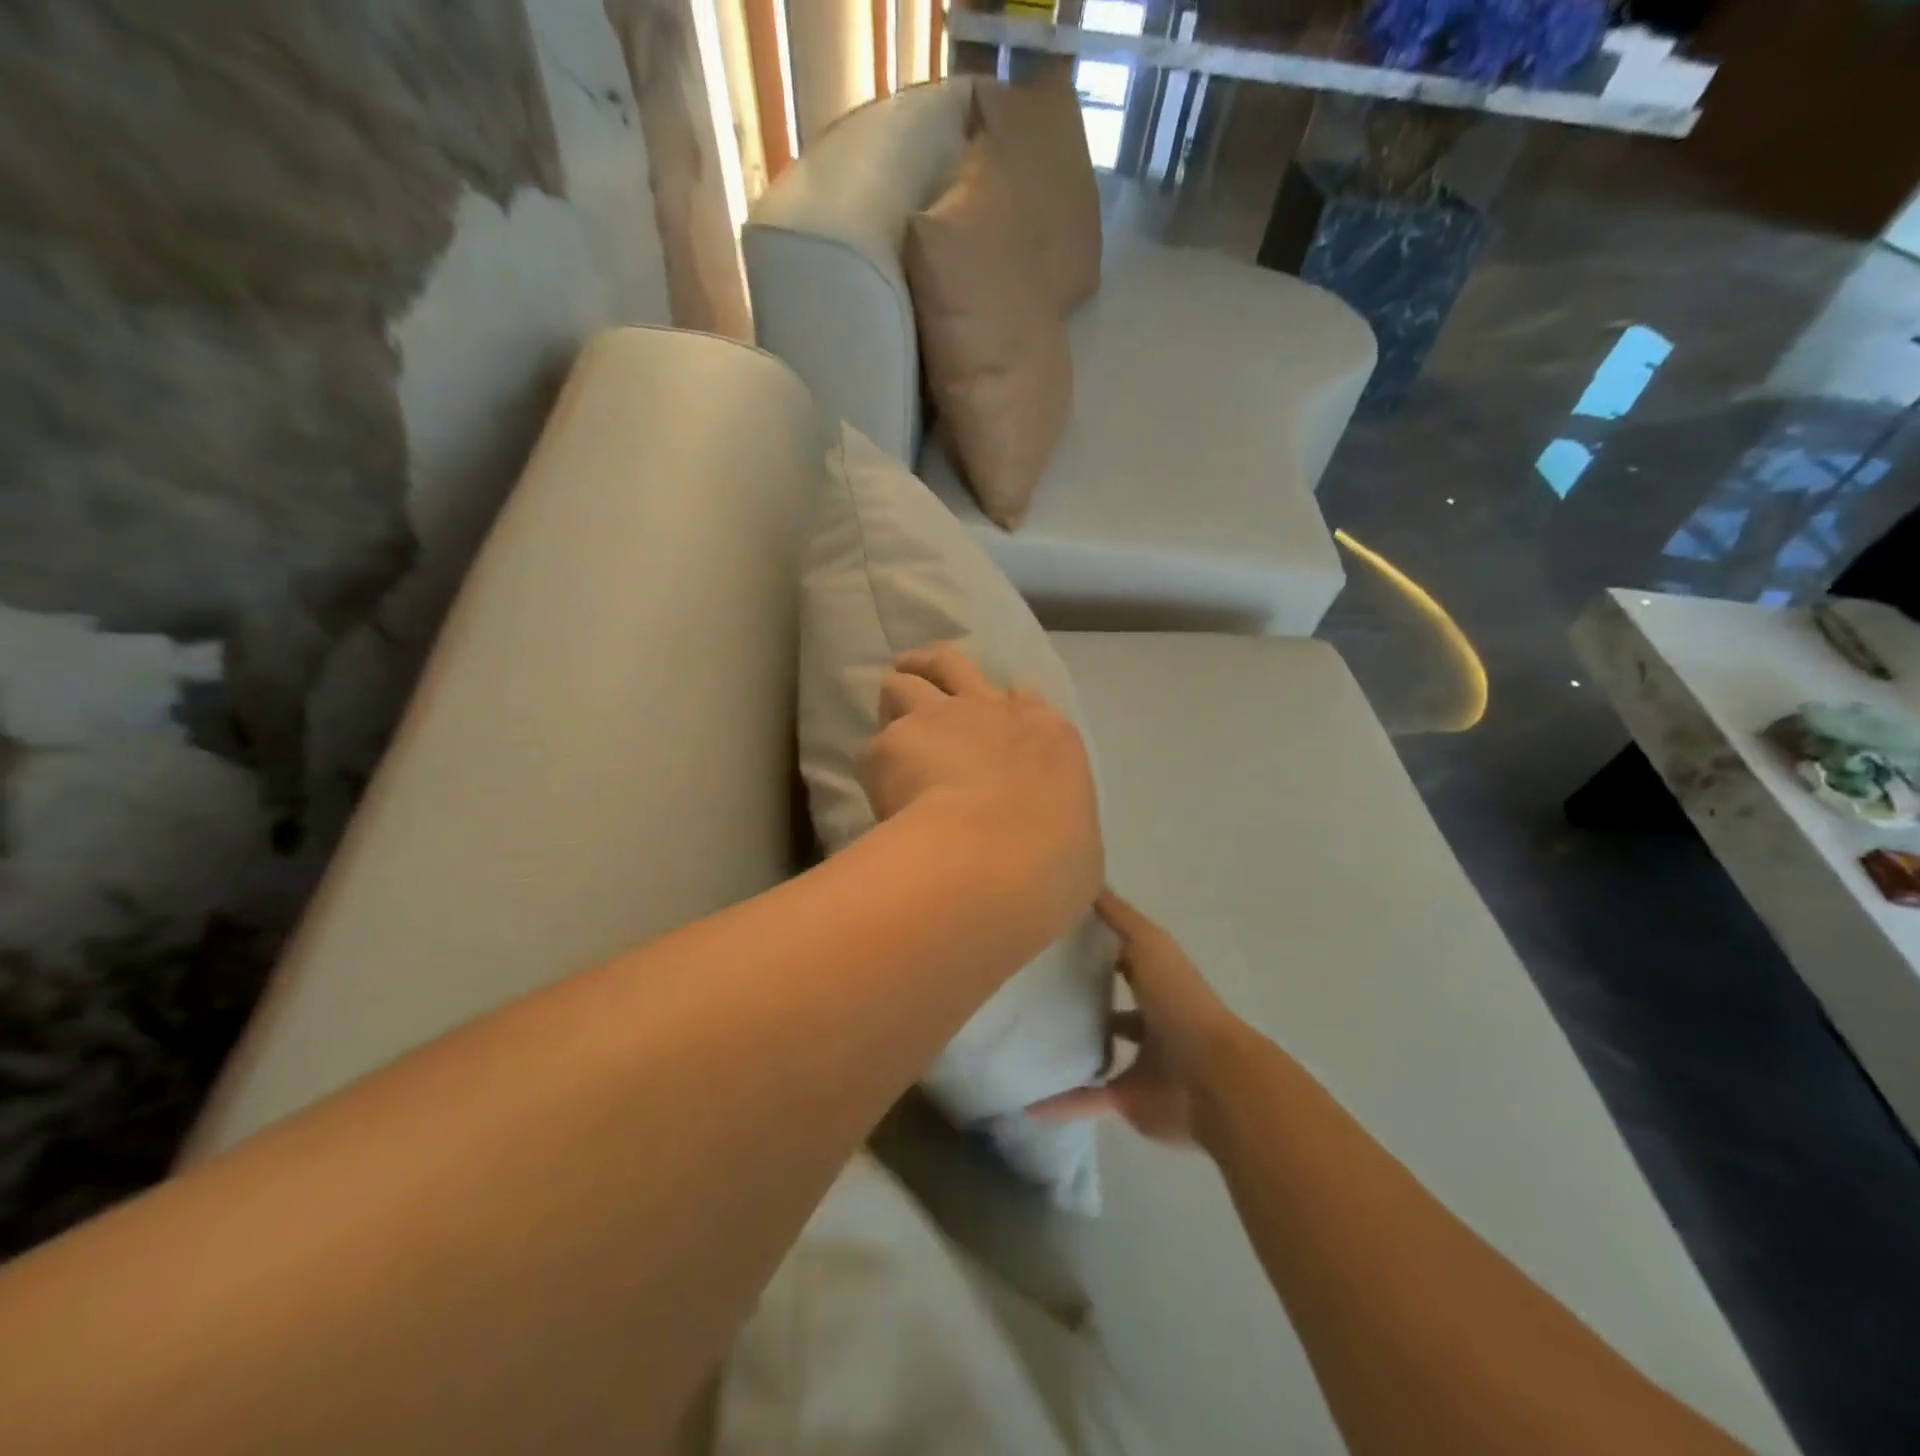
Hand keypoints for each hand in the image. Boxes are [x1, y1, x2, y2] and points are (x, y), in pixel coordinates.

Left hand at [857, 643, 1102, 930]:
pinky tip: (876, 797)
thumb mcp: (1078, 844)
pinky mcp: (890, 744)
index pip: (1020, 698)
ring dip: (893, 704)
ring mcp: (937, 719)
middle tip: (916, 681)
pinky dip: (874, 771)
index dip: (998, 707)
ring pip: (902, 684)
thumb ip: (1058, 824)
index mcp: (1046, 734)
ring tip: (889, 735)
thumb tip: (1046, 842)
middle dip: (930, 667)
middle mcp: (989, 710)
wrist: (993, 857)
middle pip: (951, 663)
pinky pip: (872, 751)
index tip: (987, 725)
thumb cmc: (1053, 863)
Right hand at [1030, 890, 1243, 1143]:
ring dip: (1071, 1050)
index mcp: (1157, 982)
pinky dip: (1061, 1104)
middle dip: (1081, 999)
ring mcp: (1141, 1062)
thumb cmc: (1180, 1002)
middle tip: (1030, 990)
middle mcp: (1151, 1021)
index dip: (1095, 948)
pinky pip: (1088, 1100)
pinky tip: (1027, 1103)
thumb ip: (1119, 917)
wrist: (1212, 1078)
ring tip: (1025, 1039)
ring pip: (1099, 1053)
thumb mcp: (1148, 944)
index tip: (1052, 939)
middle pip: (1111, 1007)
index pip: (1123, 959)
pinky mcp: (1129, 1098)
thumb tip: (1088, 882)